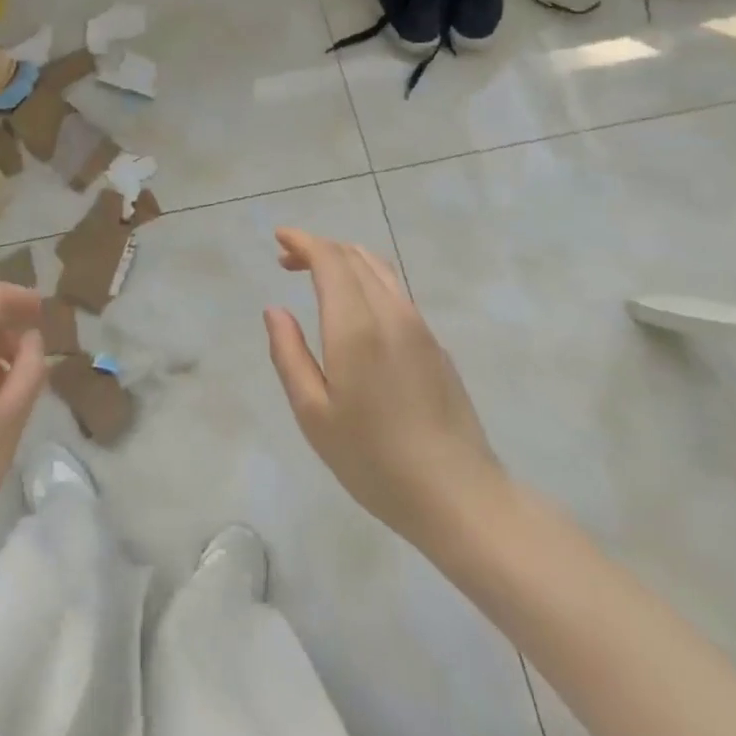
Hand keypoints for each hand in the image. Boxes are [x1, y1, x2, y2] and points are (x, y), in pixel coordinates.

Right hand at [264, 229, 511, 549]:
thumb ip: (289, 354)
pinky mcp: (436, 345)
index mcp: (357, 326)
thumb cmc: (374, 460)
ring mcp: (419, 327)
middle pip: (354, 256)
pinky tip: (355, 311)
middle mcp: (391, 313)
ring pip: (380, 269)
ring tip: (317, 277)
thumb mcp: (313, 414)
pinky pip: (396, 292)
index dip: (303, 242)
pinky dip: (366, 281)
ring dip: (345, 261)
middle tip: (287, 260)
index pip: (330, 259)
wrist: (459, 497)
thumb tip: (275, 310)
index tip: (279, 239)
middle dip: (319, 248)